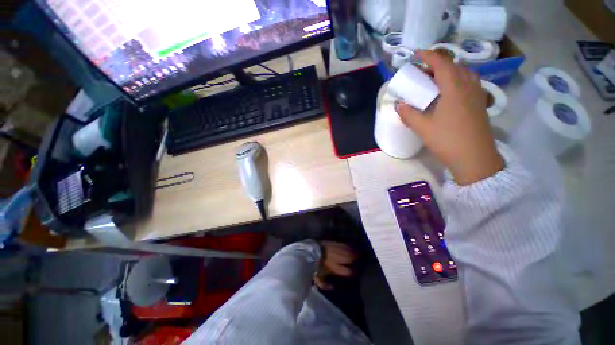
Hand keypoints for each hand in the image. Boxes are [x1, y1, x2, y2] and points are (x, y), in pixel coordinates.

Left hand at [314, 241, 356, 289]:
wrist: (308, 252)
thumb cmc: (313, 267)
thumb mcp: (318, 279)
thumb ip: (326, 285)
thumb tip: (334, 287)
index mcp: (335, 268)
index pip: (348, 271)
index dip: (353, 272)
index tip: (355, 272)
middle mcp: (337, 258)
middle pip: (350, 259)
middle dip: (355, 260)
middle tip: (359, 261)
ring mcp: (335, 249)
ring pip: (348, 250)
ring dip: (353, 252)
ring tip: (358, 253)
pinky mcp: (332, 243)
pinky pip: (342, 244)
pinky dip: (347, 246)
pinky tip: (350, 246)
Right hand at [395, 50, 503, 185]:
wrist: (474, 158)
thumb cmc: (447, 140)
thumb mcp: (422, 127)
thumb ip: (408, 114)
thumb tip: (398, 104)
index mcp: (454, 89)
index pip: (442, 64)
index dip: (429, 56)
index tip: (417, 54)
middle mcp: (468, 86)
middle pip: (455, 66)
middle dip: (438, 63)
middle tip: (423, 70)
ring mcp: (477, 95)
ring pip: (464, 73)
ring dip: (450, 71)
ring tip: (436, 79)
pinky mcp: (479, 104)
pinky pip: (469, 83)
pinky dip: (458, 80)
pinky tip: (450, 91)